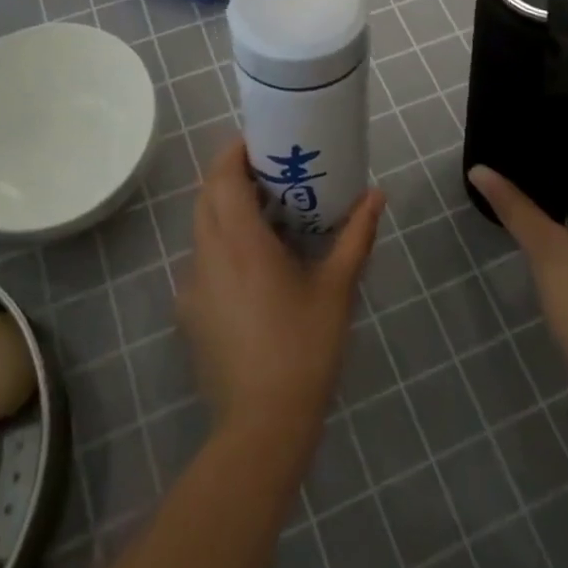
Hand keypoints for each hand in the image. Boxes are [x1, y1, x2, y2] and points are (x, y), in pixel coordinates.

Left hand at [178, 139, 383, 442]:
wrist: (263, 425)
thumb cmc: (304, 348)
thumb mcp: (337, 289)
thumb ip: (356, 236)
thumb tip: (376, 195)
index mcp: (240, 243)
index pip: (221, 178)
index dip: (234, 152)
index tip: (260, 142)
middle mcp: (207, 255)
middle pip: (206, 197)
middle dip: (230, 175)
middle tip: (268, 171)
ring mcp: (193, 286)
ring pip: (201, 228)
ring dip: (224, 208)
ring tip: (265, 212)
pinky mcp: (191, 312)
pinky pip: (203, 259)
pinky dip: (221, 242)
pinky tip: (254, 264)